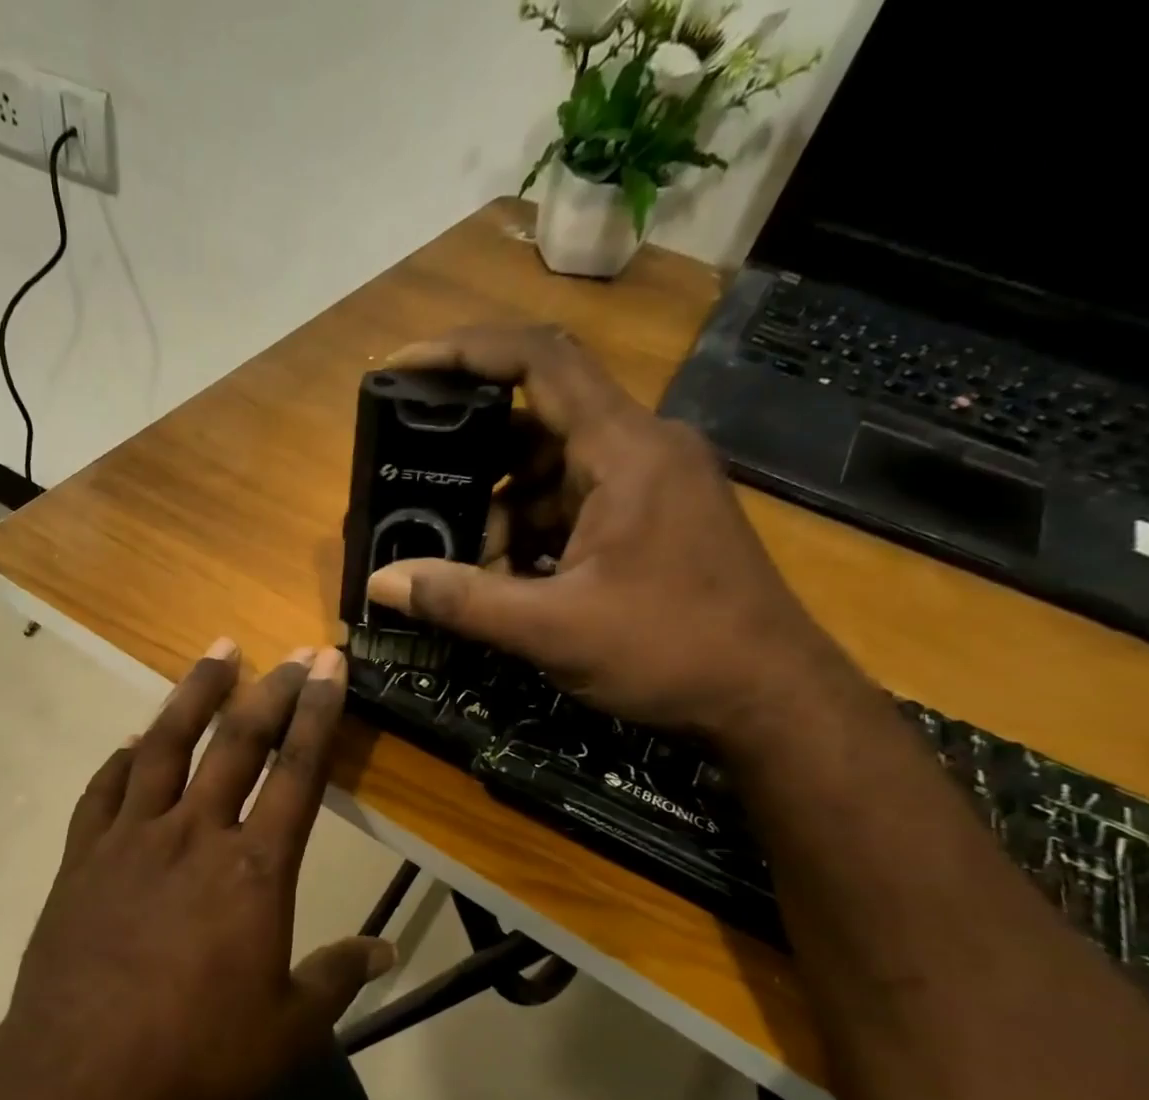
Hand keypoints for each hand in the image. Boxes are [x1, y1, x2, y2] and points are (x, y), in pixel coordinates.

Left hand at [0, 640, 392, 1099]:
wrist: (77, 1080)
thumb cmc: (194, 1056)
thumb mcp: (288, 1032)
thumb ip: (338, 979)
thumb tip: (386, 951)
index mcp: (253, 870)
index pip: (297, 772)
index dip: (319, 713)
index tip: (330, 666)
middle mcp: (194, 835)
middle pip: (236, 743)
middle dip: (270, 691)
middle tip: (289, 653)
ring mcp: (131, 840)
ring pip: (164, 746)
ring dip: (193, 696)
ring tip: (215, 654)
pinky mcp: (81, 858)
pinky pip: (103, 791)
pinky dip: (122, 759)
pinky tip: (132, 741)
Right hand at [366, 324, 853, 744]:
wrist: (769, 698)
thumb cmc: (671, 652)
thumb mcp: (552, 629)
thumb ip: (462, 600)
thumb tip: (379, 583)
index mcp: (625, 450)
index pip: (540, 361)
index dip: (467, 351)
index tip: (406, 366)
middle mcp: (641, 450)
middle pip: (538, 423)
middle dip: (474, 465)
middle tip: (420, 497)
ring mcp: (650, 487)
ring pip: (553, 474)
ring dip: (502, 514)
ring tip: (467, 568)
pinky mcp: (653, 522)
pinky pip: (575, 508)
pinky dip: (533, 536)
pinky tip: (508, 583)